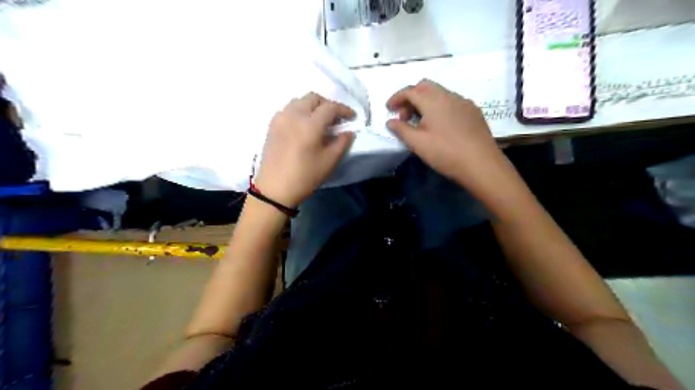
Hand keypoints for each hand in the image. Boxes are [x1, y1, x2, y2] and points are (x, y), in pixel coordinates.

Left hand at [253, 93, 354, 207]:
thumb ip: (342, 143)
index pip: (330, 107)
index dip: (344, 109)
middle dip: (327, 104)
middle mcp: (293, 115)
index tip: (352, 117)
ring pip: (299, 101)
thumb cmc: (305, 176)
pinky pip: (288, 109)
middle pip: (313, 98)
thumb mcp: (329, 161)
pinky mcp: (272, 125)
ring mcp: (280, 118)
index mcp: (310, 124)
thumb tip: (348, 132)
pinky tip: (304, 125)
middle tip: (335, 118)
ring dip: (312, 106)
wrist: (275, 189)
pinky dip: (300, 111)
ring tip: (320, 121)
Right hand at [386, 77, 508, 193]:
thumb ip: (401, 129)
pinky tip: (440, 125)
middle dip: (411, 97)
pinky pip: (451, 102)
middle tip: (404, 116)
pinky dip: (439, 107)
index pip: (410, 91)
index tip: (388, 109)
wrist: (481, 164)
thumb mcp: (417, 143)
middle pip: (425, 87)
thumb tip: (390, 121)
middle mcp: (449, 95)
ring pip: (439, 93)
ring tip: (421, 123)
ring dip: (425, 102)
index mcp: (433, 100)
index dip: (396, 98)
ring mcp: (464, 102)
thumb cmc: (445, 153)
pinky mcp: (473, 112)